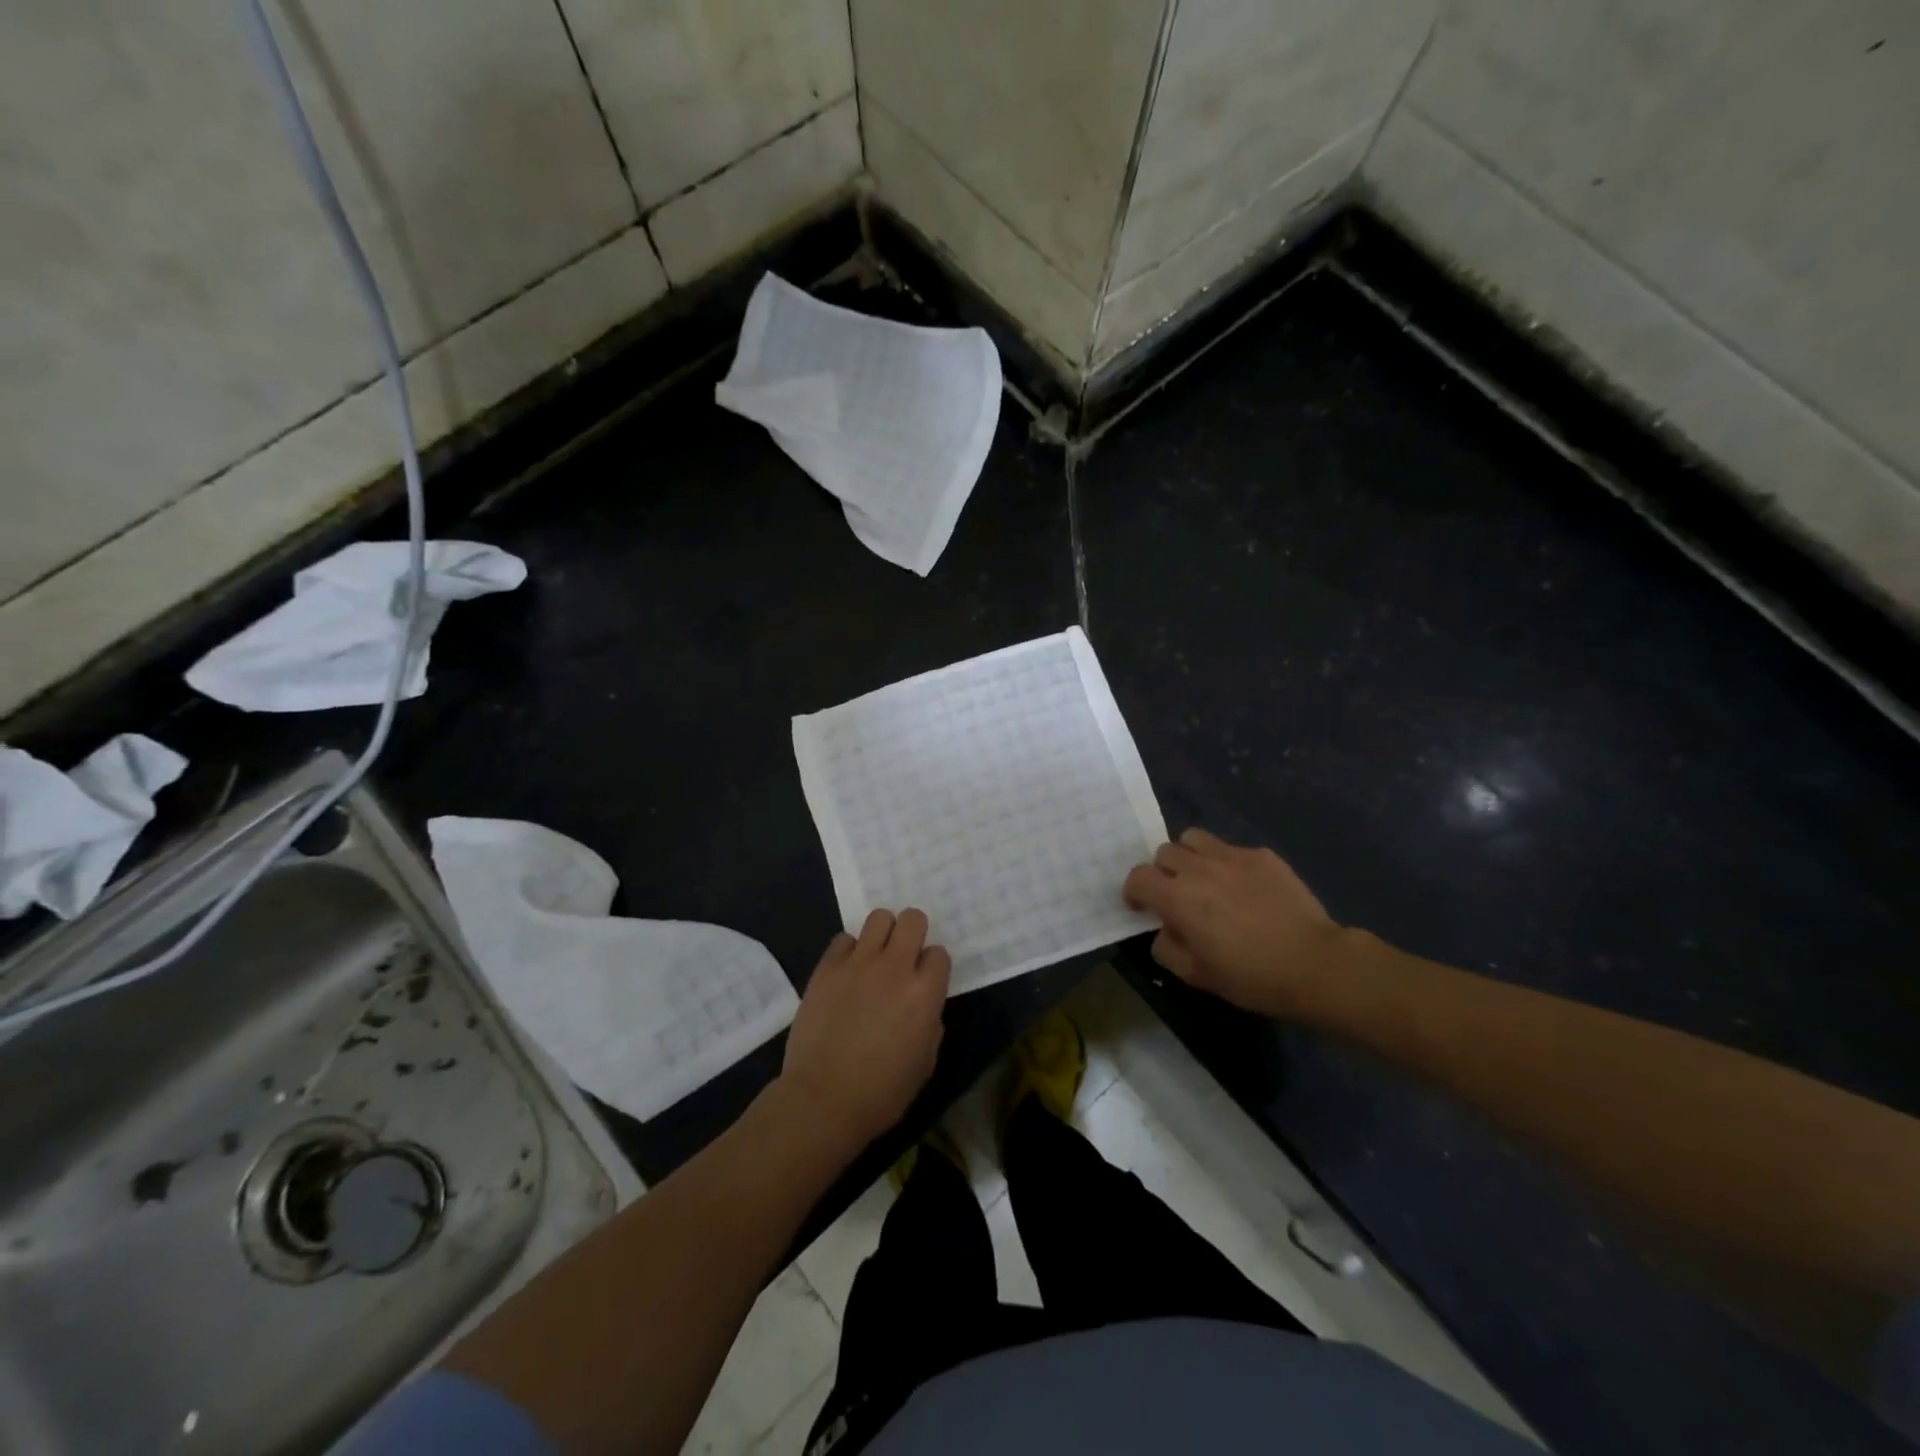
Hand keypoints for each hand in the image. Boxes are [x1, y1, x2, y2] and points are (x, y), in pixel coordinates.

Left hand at [780, 909, 951, 1146]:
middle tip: (903, 956)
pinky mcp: (827, 967)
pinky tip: (846, 972)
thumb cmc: (882, 1093)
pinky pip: (843, 939)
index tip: (925, 981)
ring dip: (882, 933)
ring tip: (875, 956)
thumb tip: (922, 1007)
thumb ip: (930, 1024)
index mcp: (925, 993)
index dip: (933, 966)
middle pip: (913, 919)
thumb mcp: (925, 1063)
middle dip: (913, 932)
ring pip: (879, 917)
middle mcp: (895, 967)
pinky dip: (848, 950)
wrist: (823, 1100)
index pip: (939, 954)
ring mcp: (858, 963)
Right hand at [1123, 829, 1345, 1016]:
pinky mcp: (1262, 855)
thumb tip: (1165, 929)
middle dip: (1163, 872)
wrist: (1314, 963)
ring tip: (1205, 879)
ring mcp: (1232, 856)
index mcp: (1177, 897)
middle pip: (1164, 852)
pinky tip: (1246, 888)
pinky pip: (1231, 849)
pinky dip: (1227, 864)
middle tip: (1177, 895)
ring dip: (1190, 857)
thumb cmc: (1251, 976)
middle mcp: (1199, 868)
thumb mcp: (1196, 975)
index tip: (1142, 907)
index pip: (1138, 877)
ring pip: (1194, 838)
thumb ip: (1167, 948)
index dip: (1134, 891)